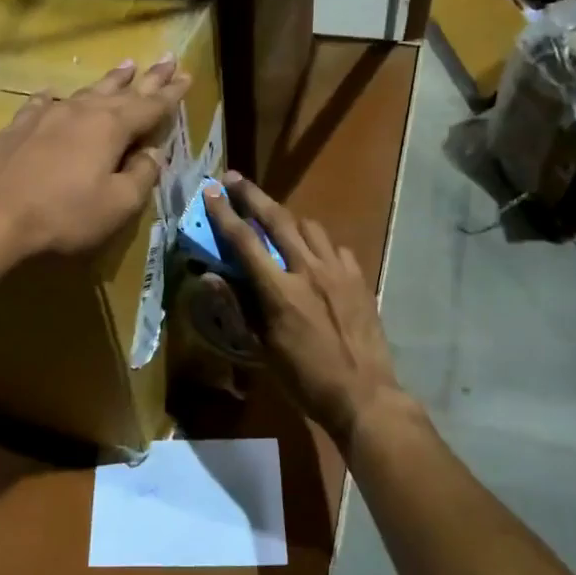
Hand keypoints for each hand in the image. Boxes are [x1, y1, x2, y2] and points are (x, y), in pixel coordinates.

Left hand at [0, 57, 191, 267]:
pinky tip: (53, 95)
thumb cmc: (63, 216)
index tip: (188, 76)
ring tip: (125, 66)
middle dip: (146, 78)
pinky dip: (55, 98)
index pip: (150, 106)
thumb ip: (141, 176)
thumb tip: (153, 154)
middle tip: (167, 60)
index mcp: (110, 128)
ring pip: (84, 92)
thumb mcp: (117, 205)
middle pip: (121, 90)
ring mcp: (44, 116)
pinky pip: (42, 103)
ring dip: (108, 81)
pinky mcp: (16, 129)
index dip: (171, 93)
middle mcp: (79, 112)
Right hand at [203, 173, 406, 446]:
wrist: (364, 395)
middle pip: (277, 219)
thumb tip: (212, 278)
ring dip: (287, 218)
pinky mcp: (359, 279)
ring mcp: (338, 272)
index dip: (224, 214)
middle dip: (252, 196)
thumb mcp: (263, 350)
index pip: (245, 241)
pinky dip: (318, 244)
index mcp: (279, 292)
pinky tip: (314, 254)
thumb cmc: (305, 379)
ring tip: (274, 220)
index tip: (211, 190)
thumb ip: (240, 308)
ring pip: (309, 227)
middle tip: (235, 179)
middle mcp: (309, 271)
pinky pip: (335, 247)